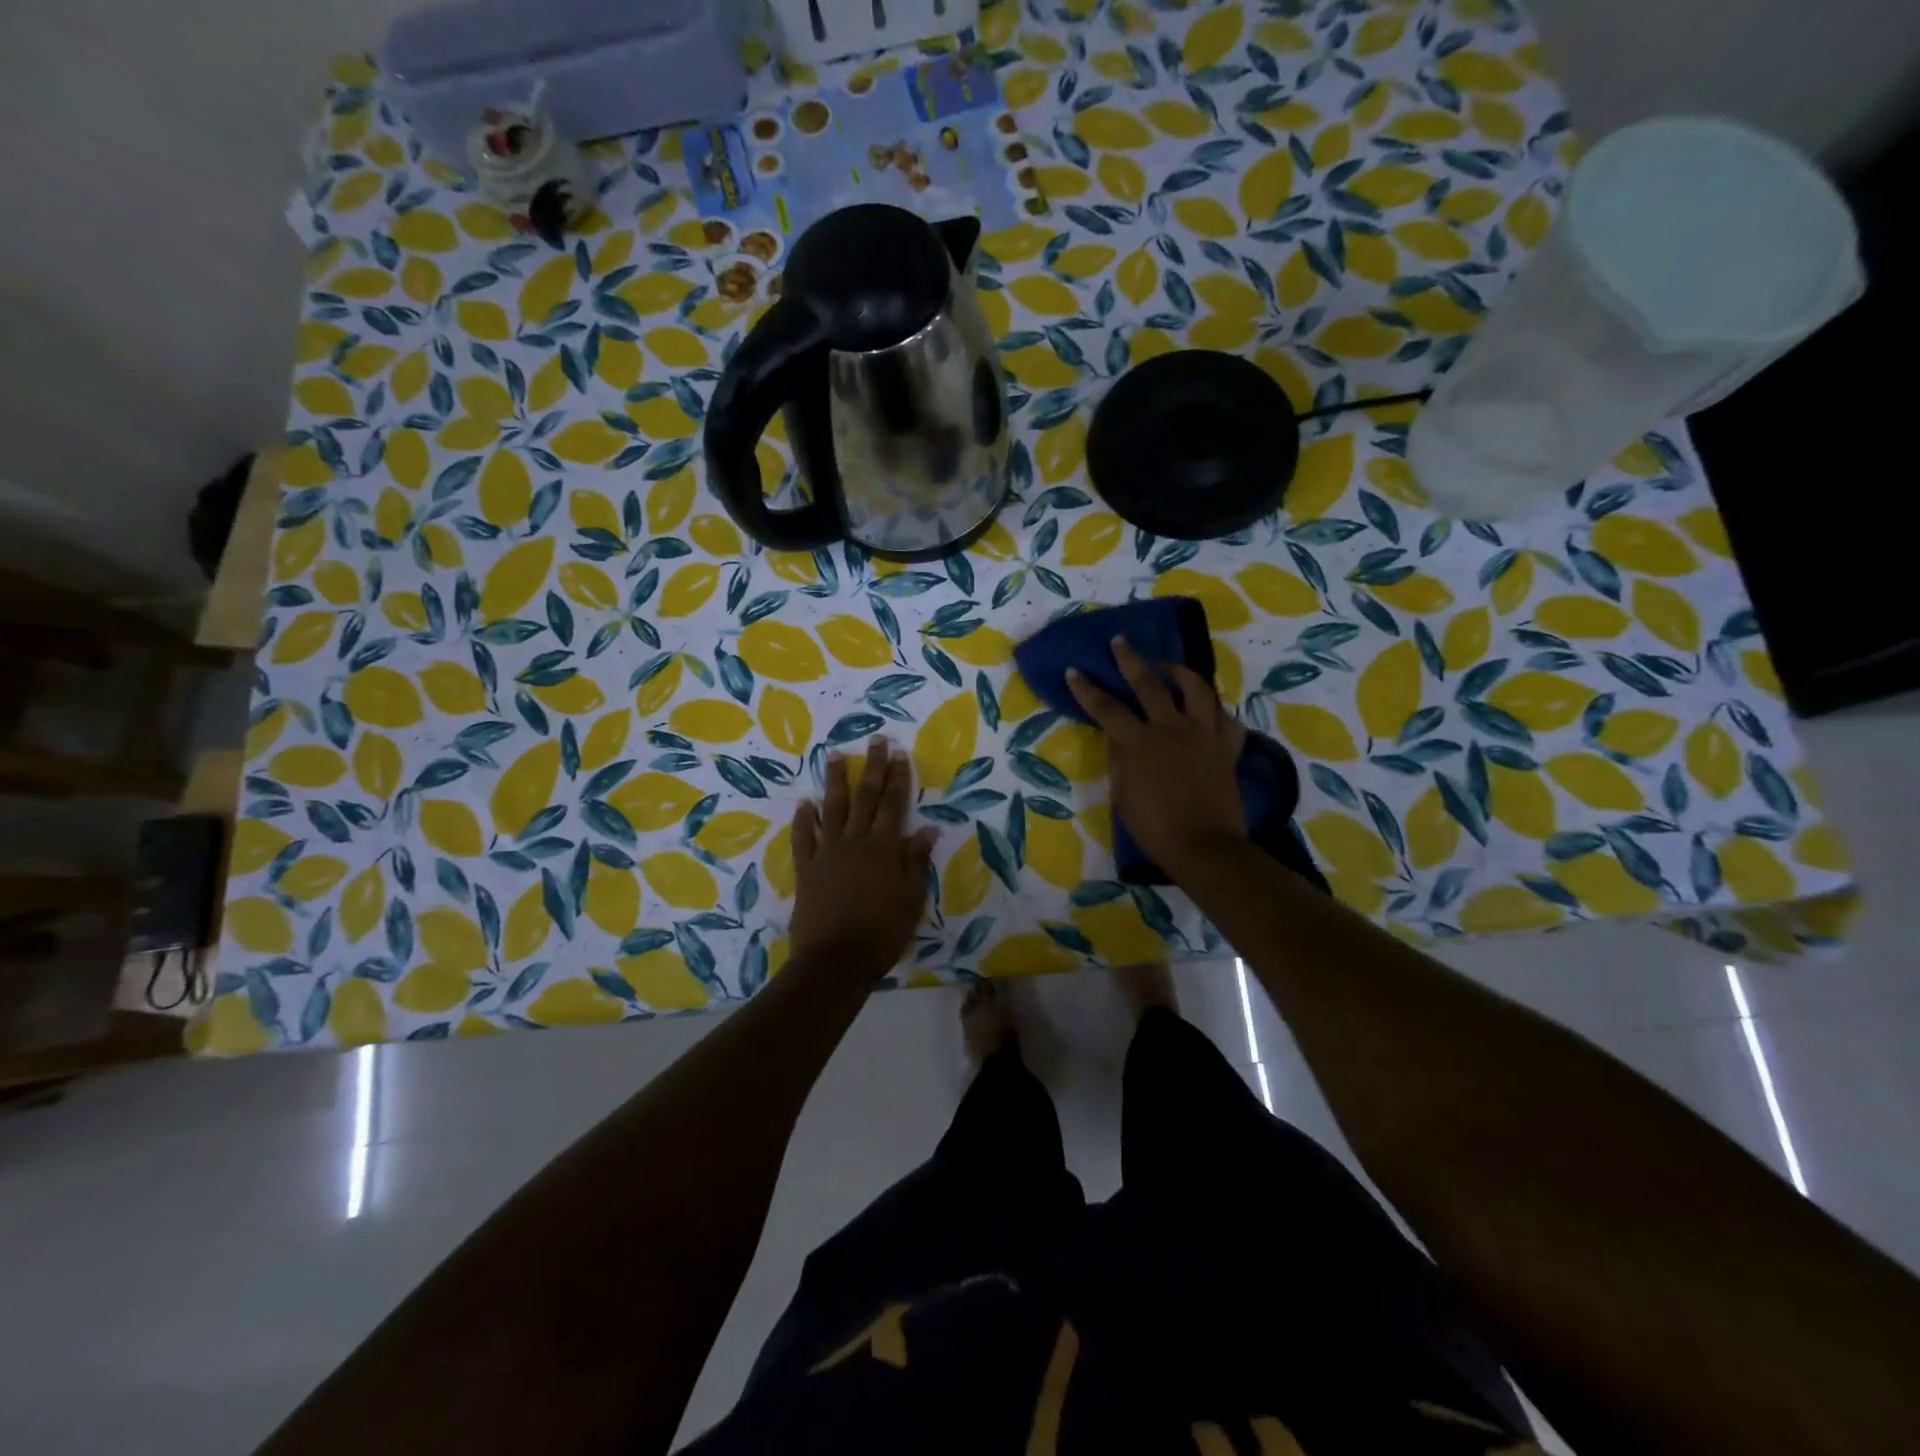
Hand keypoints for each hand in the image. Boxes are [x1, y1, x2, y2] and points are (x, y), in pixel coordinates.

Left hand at [789, 738, 938, 976]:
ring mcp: (827, 852)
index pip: (894, 805)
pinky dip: (804, 819)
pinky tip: (805, 804)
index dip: (898, 778)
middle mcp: (855, 842)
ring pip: (832, 808)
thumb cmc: (882, 933)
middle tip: (876, 741)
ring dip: (834, 781)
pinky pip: (804, 837)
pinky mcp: (806, 868)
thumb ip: (916, 862)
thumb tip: (928, 829)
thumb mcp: (911, 899)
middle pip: (866, 798)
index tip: (899, 753)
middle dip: (873, 768)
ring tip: (835, 756)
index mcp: (884, 849)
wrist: (835, 960)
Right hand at [1067, 636, 1247, 876]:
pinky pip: (1226, 720)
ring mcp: (1203, 735)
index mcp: (1140, 743)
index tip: (1074, 671)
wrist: (1204, 846)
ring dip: (1179, 672)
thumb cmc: (1155, 828)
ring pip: (1196, 689)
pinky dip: (1216, 711)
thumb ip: (1119, 760)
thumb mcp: (1123, 796)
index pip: (1107, 708)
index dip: (1087, 689)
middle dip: (1130, 660)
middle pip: (1149, 684)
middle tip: (1120, 642)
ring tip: (1168, 666)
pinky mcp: (1227, 748)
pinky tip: (1208, 710)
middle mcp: (1171, 728)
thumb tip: (1116, 737)